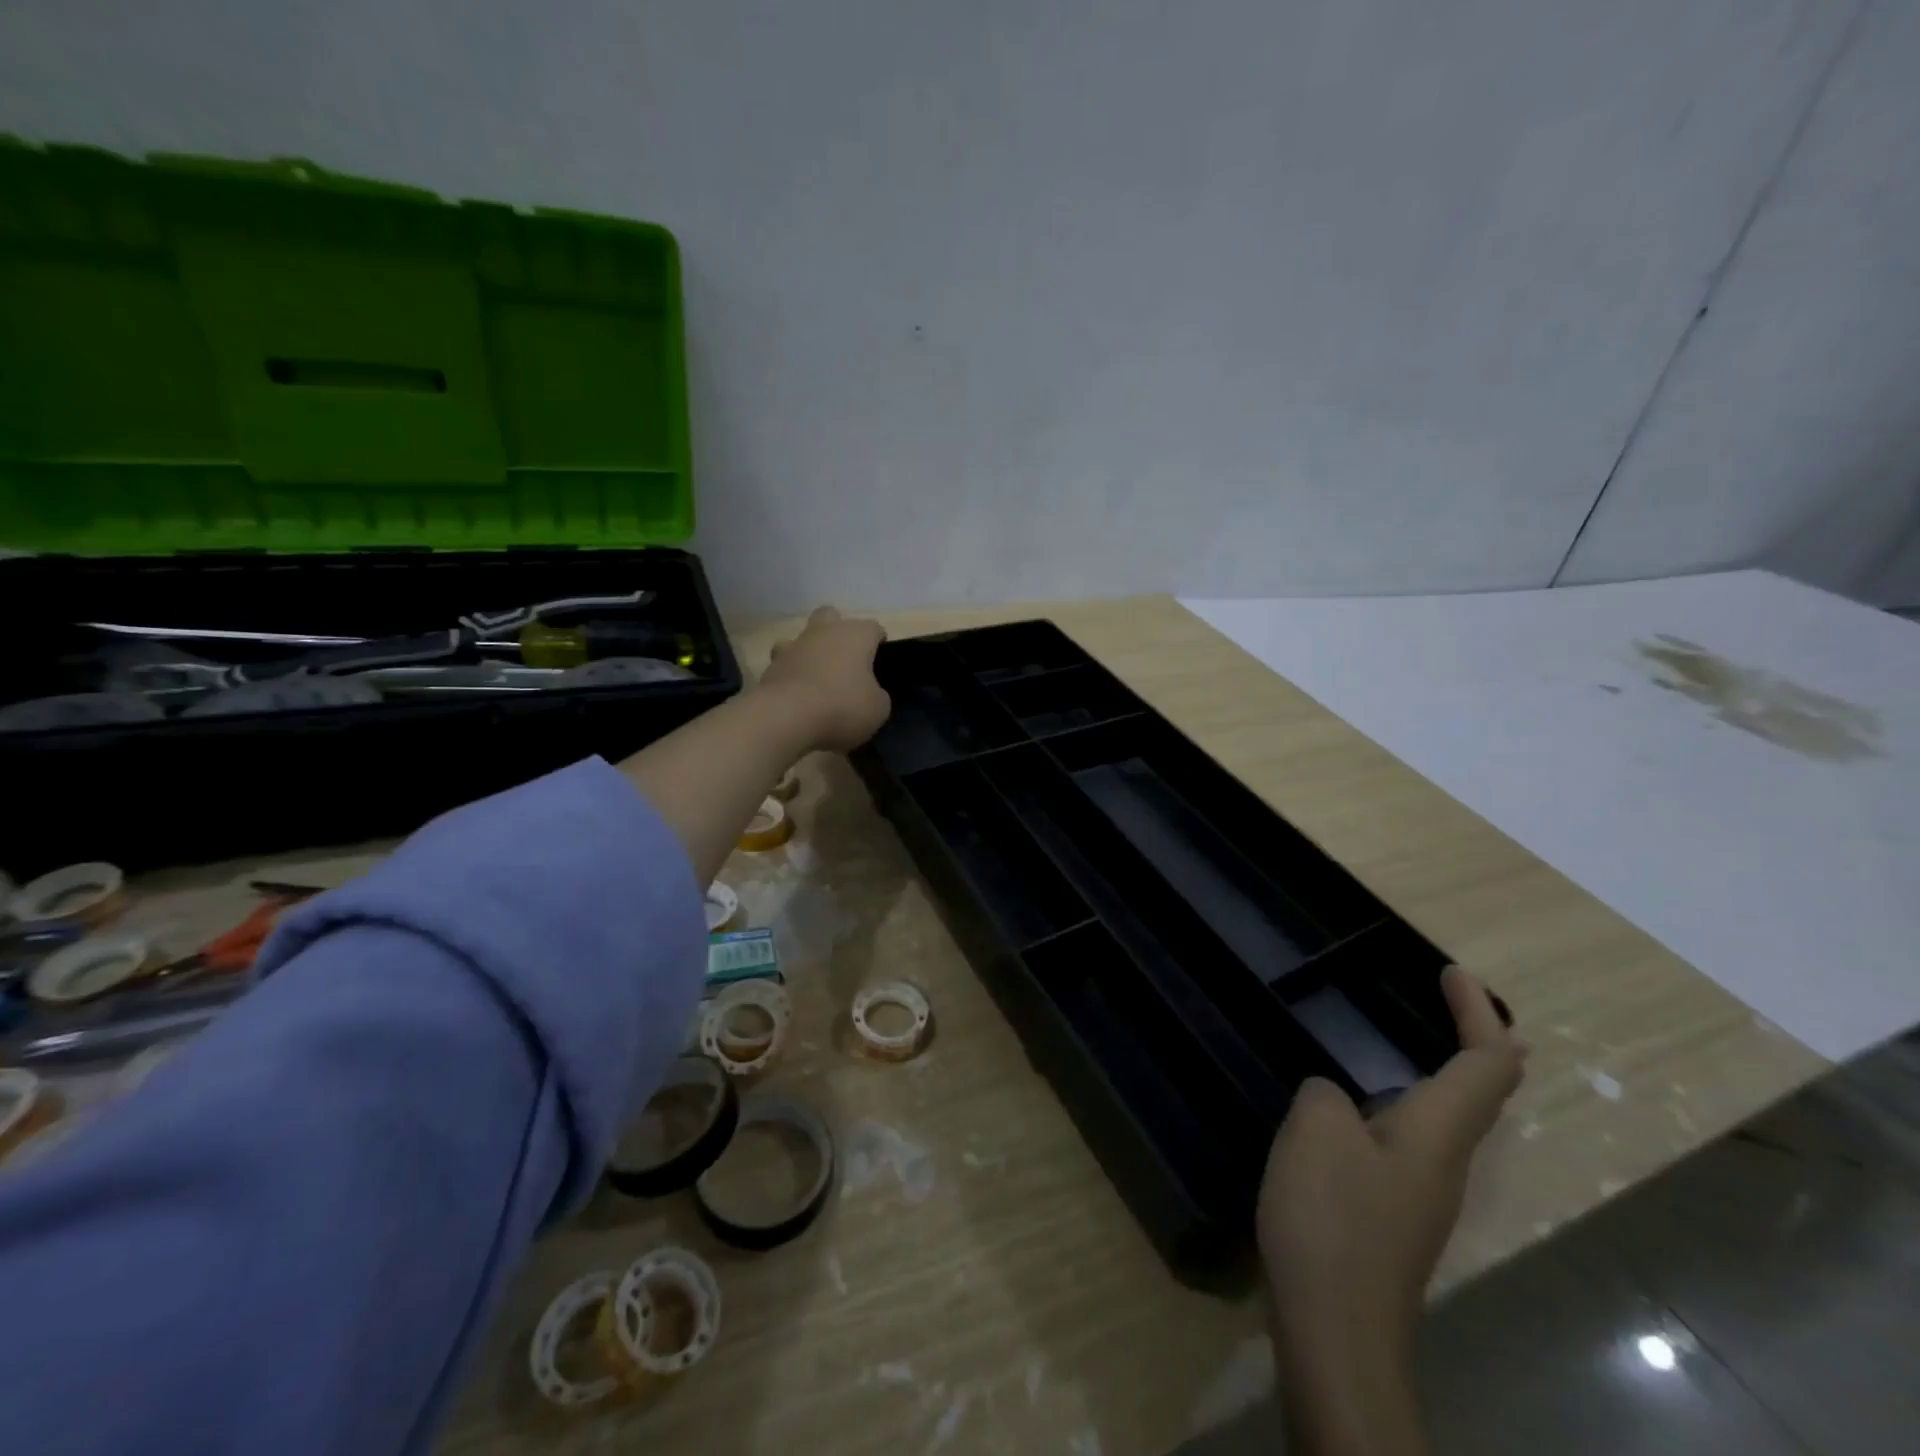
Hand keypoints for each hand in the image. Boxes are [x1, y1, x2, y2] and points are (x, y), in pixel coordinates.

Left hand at [759, 606, 890, 752]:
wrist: (786, 717)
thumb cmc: (842, 706)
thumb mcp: (878, 709)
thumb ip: (877, 695)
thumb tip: (870, 693)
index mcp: (855, 635)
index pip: (873, 628)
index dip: (878, 642)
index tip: (880, 662)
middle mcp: (823, 632)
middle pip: (831, 616)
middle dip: (838, 631)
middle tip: (845, 660)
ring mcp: (793, 647)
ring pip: (802, 638)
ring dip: (810, 652)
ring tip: (817, 678)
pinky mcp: (770, 667)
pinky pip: (784, 664)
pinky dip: (791, 675)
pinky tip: (797, 696)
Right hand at [1258, 969, 1522, 1377]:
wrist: (1335, 1328)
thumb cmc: (1333, 1217)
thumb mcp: (1316, 1129)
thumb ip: (1326, 1095)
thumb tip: (1334, 1101)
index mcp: (1436, 1132)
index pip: (1486, 1063)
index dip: (1478, 1013)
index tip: (1451, 970)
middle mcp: (1442, 1160)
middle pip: (1479, 1093)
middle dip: (1472, 1041)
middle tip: (1444, 1002)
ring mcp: (1418, 1193)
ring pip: (1443, 1118)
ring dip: (1432, 1073)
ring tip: (1395, 1044)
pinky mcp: (1390, 1215)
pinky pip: (1406, 1140)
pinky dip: (1396, 1104)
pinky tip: (1350, 1110)